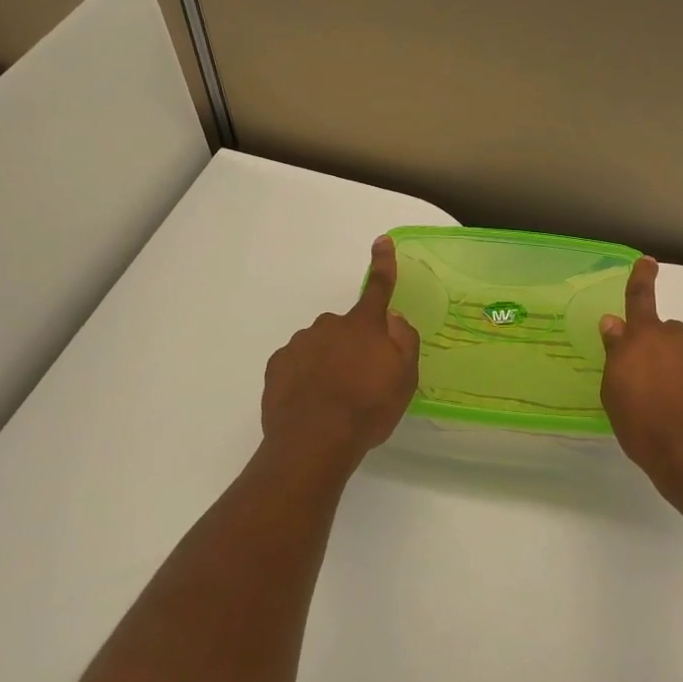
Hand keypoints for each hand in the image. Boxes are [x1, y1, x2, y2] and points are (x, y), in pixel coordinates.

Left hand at [261, 235, 420, 470]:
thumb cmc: (367, 408)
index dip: (383, 263)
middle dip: (352, 345)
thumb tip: (392, 316)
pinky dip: (304, 377)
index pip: (378, 287)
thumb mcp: (405, 378)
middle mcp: (329, 325)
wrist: (313, 440)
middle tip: (359, 381)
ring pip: (319, 345)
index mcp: (363, 326)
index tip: (381, 240)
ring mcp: (300, 344)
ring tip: (333, 400)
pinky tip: (310, 402)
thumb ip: (403, 340)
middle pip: (346, 328)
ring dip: (327, 362)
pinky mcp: (278, 366)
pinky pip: (296, 363)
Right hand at [600, 257, 682, 508]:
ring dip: (676, 370)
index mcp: (646, 338)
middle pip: (665, 333)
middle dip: (656, 348)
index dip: (641, 278)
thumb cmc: (645, 427)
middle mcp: (679, 340)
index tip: (648, 261)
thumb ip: (615, 353)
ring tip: (666, 407)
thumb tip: (614, 323)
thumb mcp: (615, 393)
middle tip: (644, 381)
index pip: (640, 298)